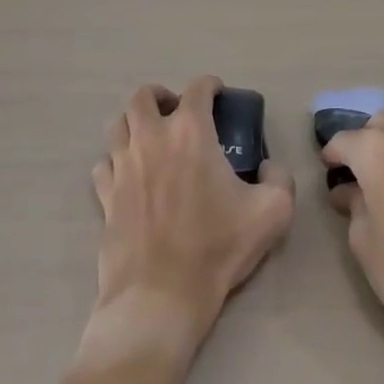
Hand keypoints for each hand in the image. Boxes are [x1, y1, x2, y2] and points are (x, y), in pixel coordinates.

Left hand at [87, 77, 294, 361]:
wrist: (159, 298)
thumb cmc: (216, 248)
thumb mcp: (272, 212)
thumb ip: (280, 179)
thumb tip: (269, 167)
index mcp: (190, 132)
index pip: (197, 88)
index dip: (211, 85)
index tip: (218, 95)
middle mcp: (151, 138)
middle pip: (144, 96)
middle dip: (162, 96)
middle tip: (178, 112)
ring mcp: (122, 166)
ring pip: (118, 125)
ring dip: (135, 123)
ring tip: (151, 138)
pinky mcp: (105, 196)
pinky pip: (103, 164)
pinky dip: (115, 160)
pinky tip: (129, 174)